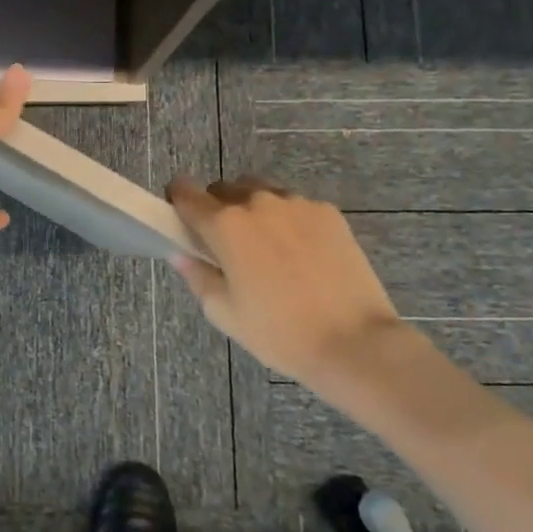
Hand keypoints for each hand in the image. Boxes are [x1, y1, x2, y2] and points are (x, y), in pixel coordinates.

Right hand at [168, 175, 408, 394]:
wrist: (355, 342)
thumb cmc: (279, 332)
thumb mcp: (223, 312)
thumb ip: (196, 274)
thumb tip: (180, 253)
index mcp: (225, 224)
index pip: (185, 192)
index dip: (177, 201)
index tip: (181, 219)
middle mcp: (257, 202)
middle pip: (223, 189)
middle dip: (217, 209)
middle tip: (227, 246)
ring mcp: (296, 203)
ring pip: (260, 193)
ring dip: (253, 211)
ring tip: (267, 249)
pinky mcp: (327, 212)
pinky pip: (294, 205)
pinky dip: (287, 220)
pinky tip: (300, 255)